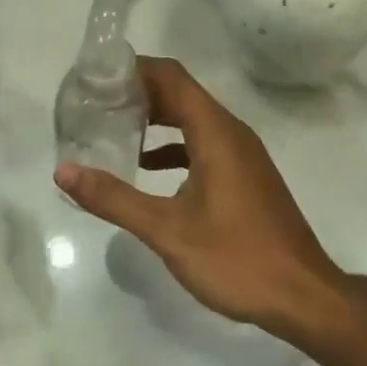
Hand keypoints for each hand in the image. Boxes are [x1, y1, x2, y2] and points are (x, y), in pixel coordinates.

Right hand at [53, 57, 346, 339]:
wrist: (303, 296)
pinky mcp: (245, 175)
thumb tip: (63, 171)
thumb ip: (114, 199)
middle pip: (180, 93)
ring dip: (155, 119)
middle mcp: (231, 132)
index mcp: (216, 132)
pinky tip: (146, 168)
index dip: (134, 69)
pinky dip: (173, 146)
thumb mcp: (167, 231)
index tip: (96, 77)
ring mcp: (242, 154)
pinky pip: (203, 144)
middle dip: (138, 93)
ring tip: (111, 129)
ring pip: (192, 119)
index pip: (171, 77)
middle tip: (94, 103)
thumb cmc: (236, 258)